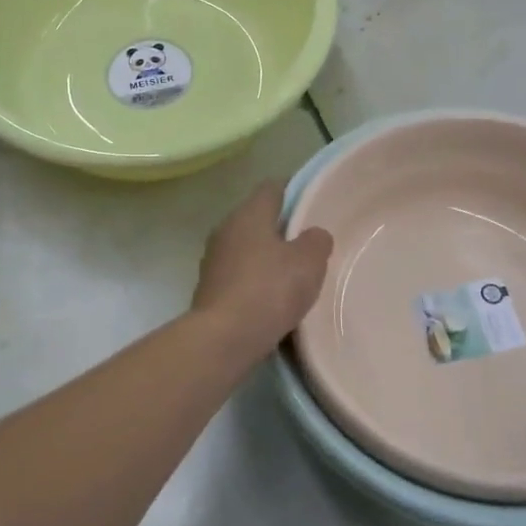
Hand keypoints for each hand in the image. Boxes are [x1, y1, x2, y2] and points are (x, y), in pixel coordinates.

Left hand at [192, 183, 332, 353]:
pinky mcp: (209, 289)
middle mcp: (225, 229)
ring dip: (267, 258)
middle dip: (282, 229)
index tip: (314, 203)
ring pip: (247, 248)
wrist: (224, 337)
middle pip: (258, 219)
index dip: (295, 191)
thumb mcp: (309, 262)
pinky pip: (239, 276)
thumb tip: (312, 235)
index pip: (272, 188)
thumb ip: (316, 241)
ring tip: (294, 275)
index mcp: (248, 214)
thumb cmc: (269, 289)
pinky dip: (255, 282)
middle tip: (309, 244)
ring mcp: (213, 260)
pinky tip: (273, 300)